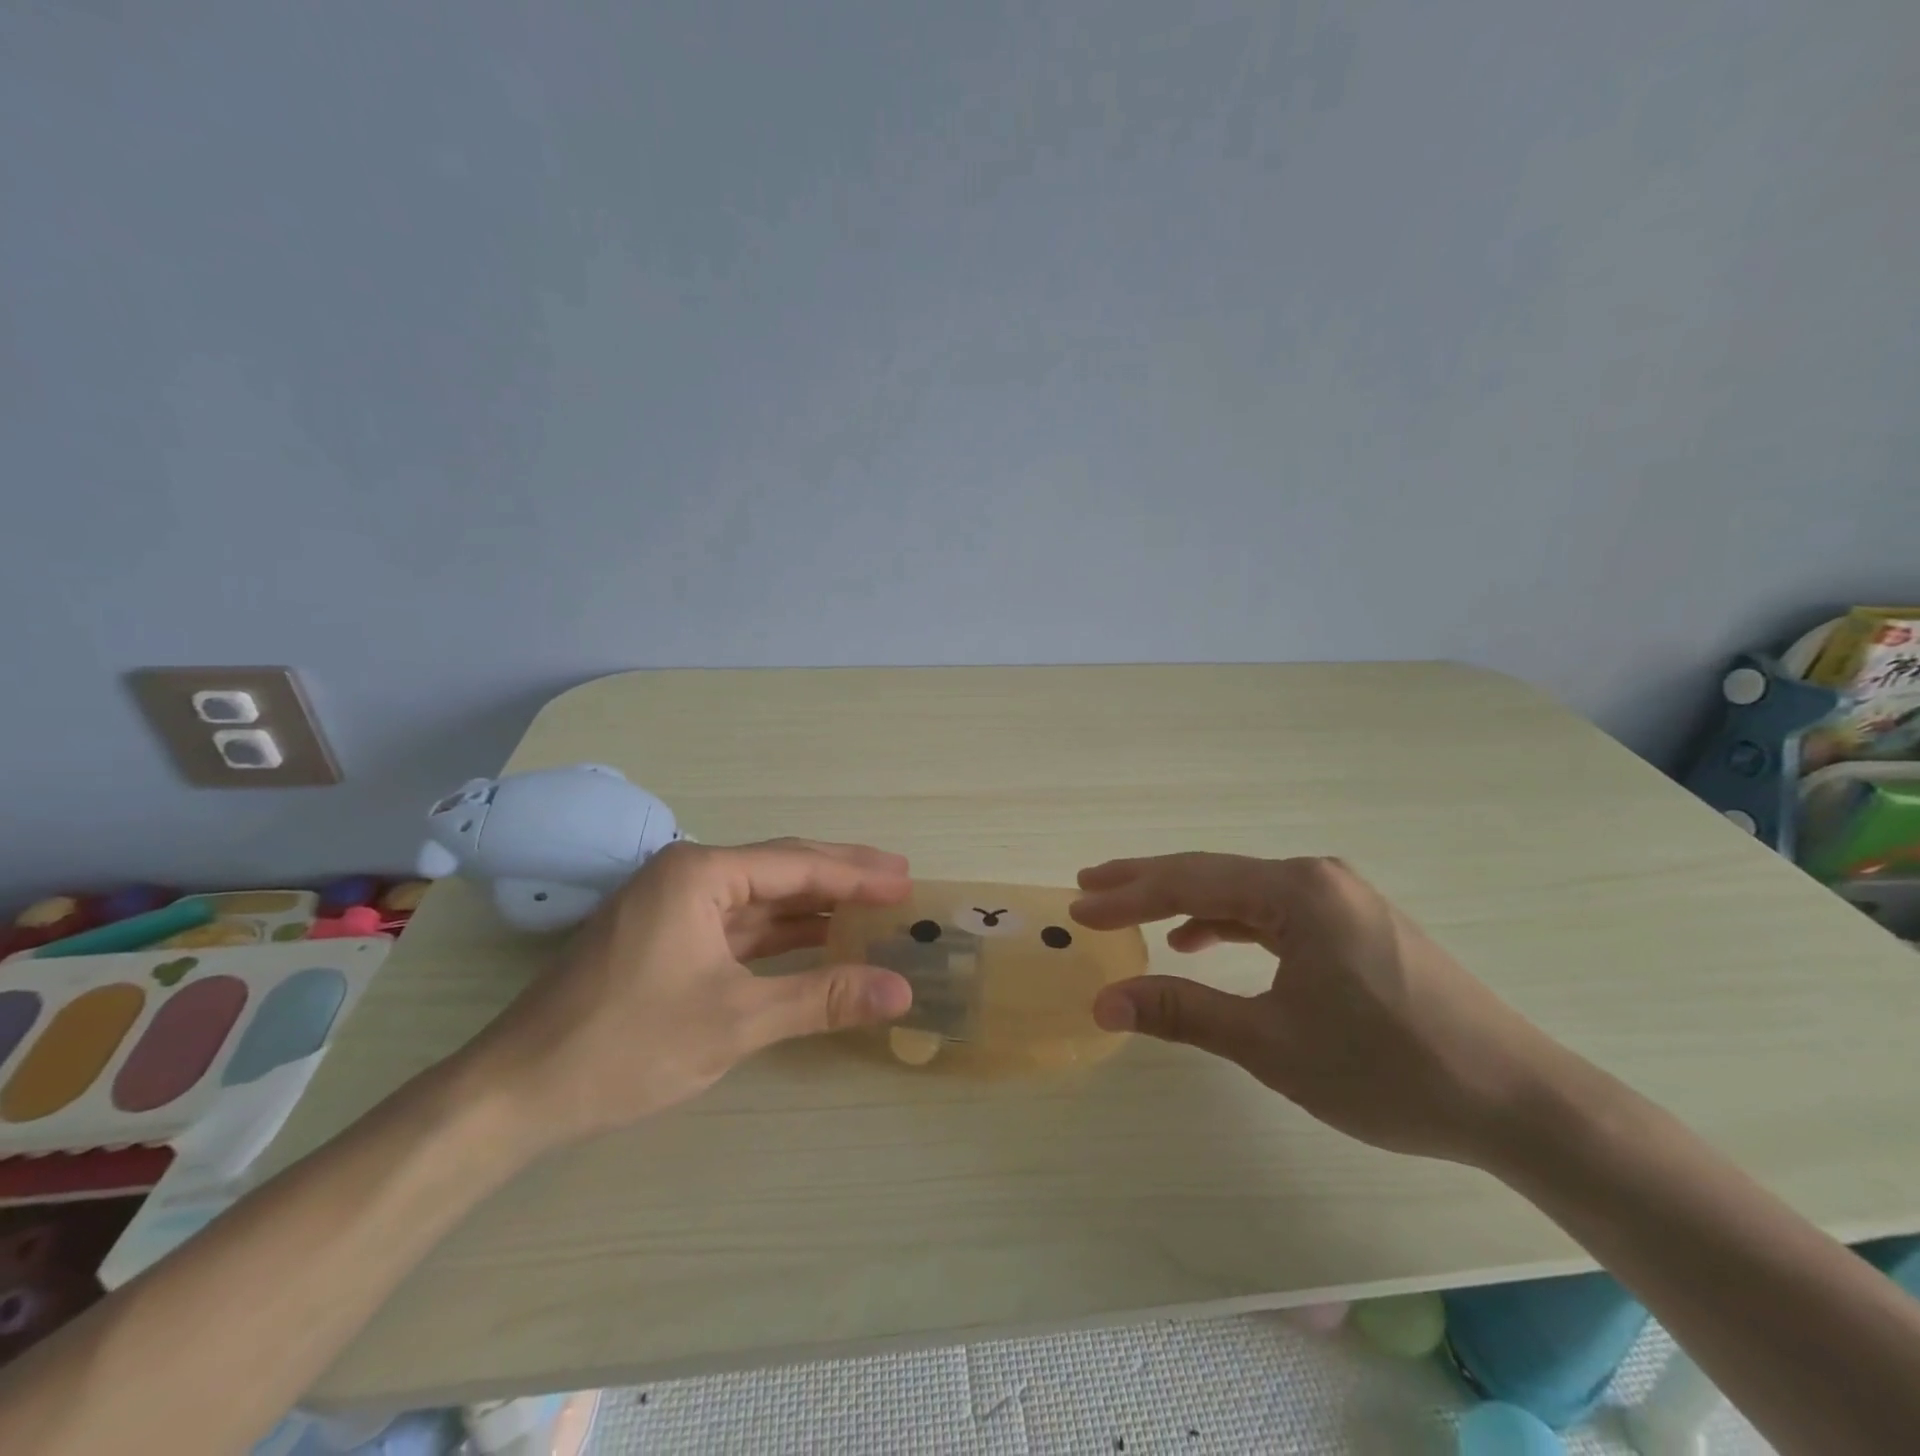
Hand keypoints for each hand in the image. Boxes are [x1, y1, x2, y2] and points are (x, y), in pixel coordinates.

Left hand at [460, 839, 913, 1150]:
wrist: (515, 1093)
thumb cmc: (628, 1044)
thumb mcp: (736, 1021)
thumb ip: (822, 998)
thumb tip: (902, 990)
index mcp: (700, 873)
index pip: (797, 865)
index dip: (857, 874)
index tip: (906, 880)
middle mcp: (687, 874)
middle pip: (780, 868)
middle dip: (840, 877)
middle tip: (898, 880)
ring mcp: (673, 906)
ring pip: (760, 897)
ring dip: (812, 905)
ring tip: (870, 907)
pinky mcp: (666, 938)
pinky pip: (737, 924)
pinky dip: (780, 933)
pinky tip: (816, 939)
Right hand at [1071, 853, 1564, 1166]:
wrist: (1518, 1100)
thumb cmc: (1388, 1070)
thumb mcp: (1272, 1044)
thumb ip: (1184, 1012)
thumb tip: (1104, 1001)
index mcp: (1296, 891)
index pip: (1189, 882)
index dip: (1127, 896)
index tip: (1078, 908)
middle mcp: (1316, 877)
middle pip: (1212, 874)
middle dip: (1146, 883)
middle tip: (1089, 885)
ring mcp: (1340, 897)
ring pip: (1241, 891)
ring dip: (1185, 902)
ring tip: (1133, 911)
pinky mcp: (1355, 922)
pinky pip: (1272, 911)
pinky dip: (1229, 922)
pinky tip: (1203, 940)